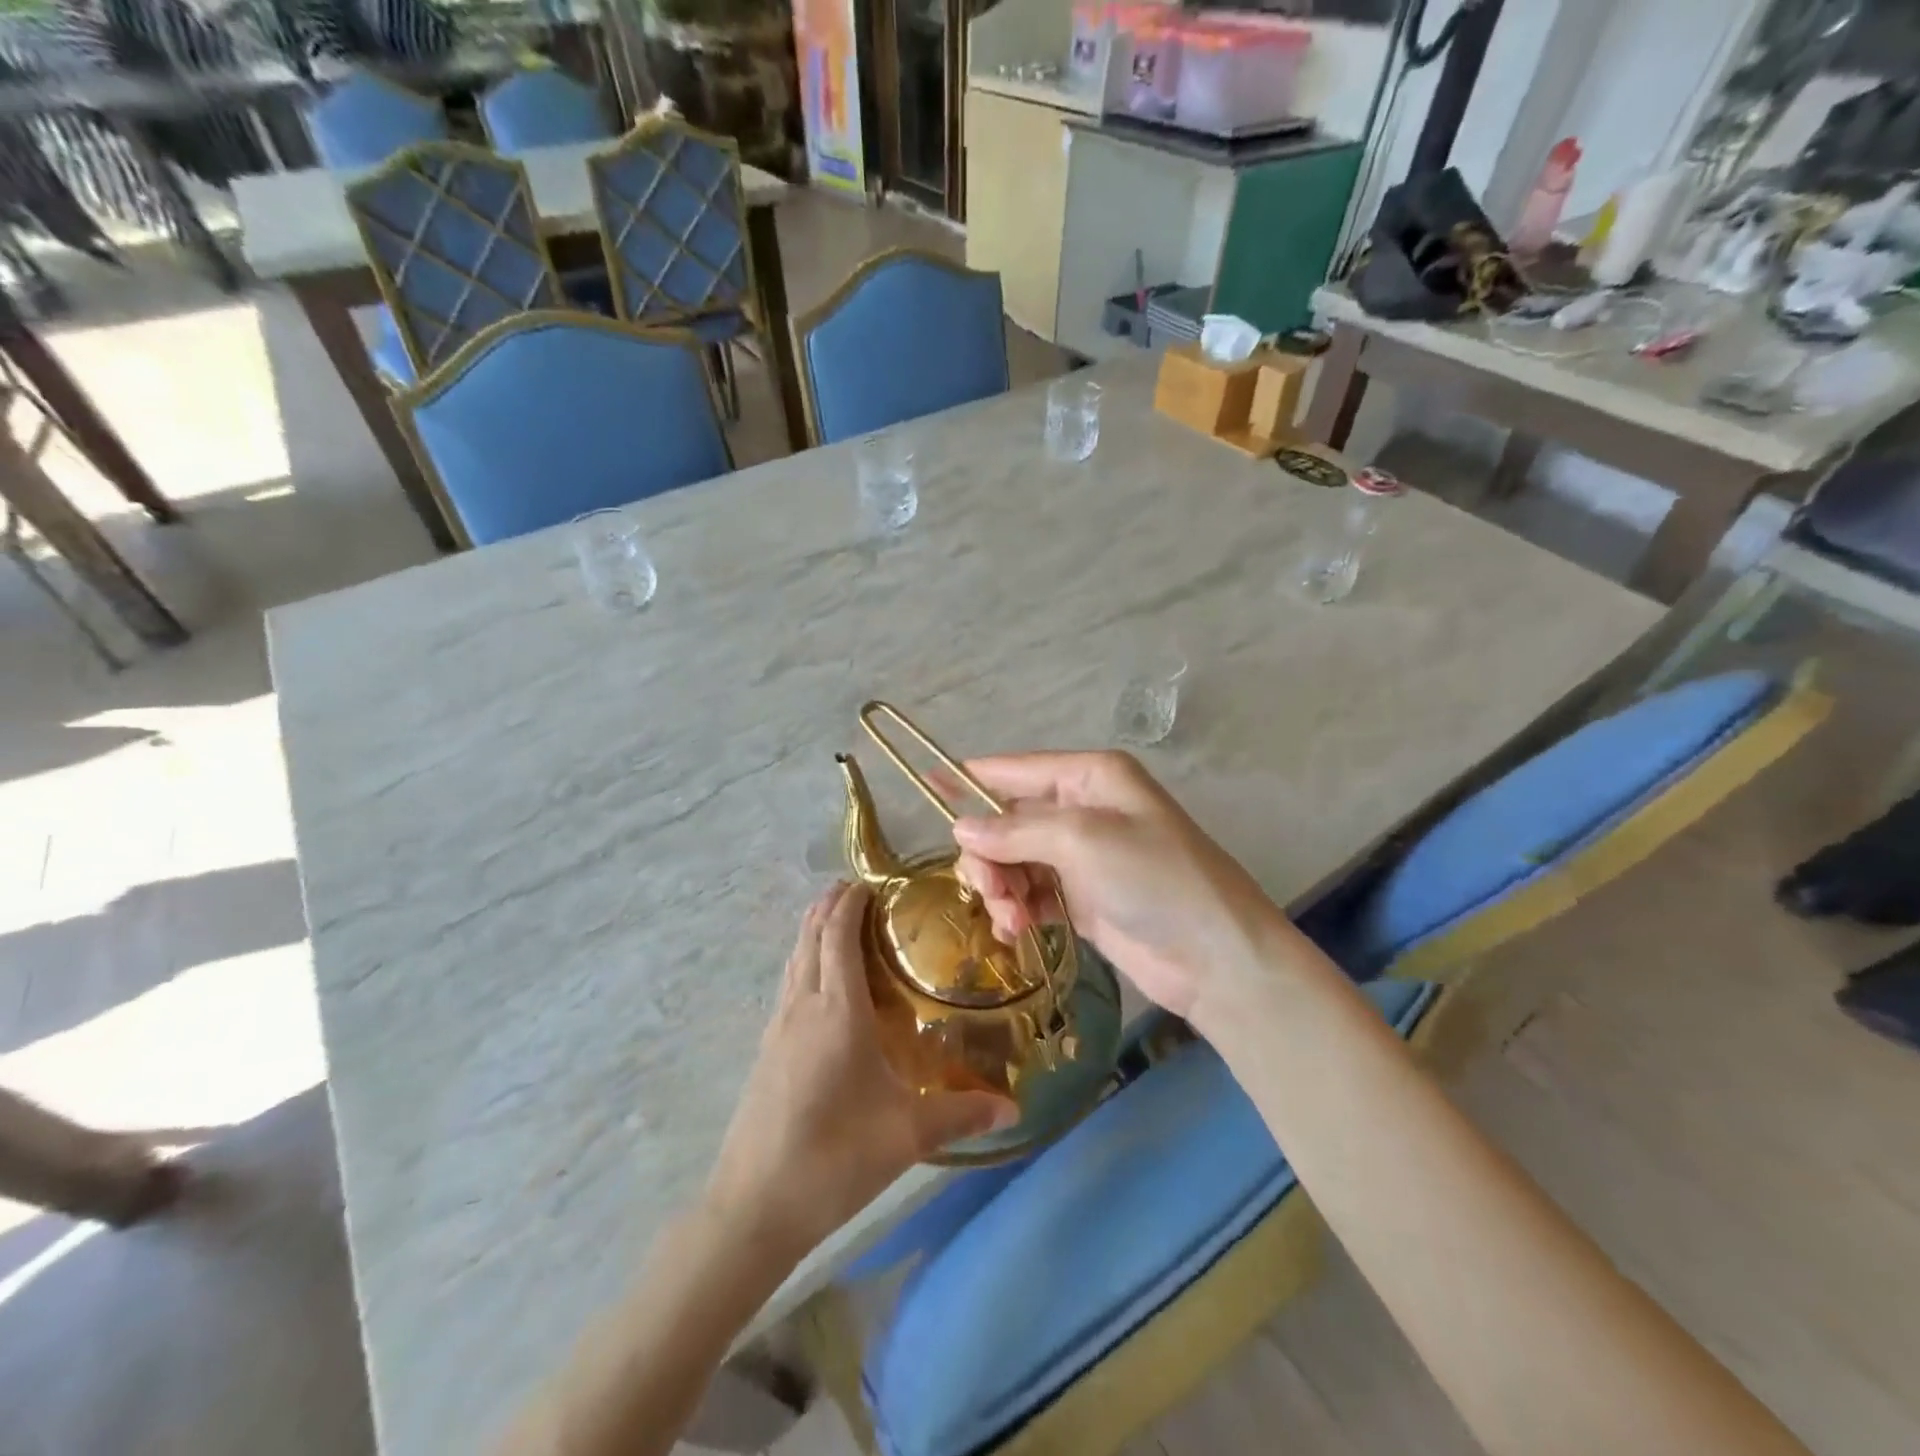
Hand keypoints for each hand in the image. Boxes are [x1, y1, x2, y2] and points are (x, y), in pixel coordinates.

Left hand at [701, 882, 1017, 1261]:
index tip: (871, 880)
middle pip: (811, 937)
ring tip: (836, 918)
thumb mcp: (906, 1135)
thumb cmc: (834, 1158)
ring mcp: (778, 1029)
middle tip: (858, 888)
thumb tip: (1013, 1106)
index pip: (838, 936)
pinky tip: (817, 983)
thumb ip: (961, 1114)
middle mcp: (803, 1007)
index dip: (851, 902)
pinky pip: (788, 985)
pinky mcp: (766, 1052)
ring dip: (813, 930)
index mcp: (837, 1011)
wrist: (752, 1207)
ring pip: (795, 959)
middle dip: (830, 905)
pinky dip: (803, 961)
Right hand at [952, 750, 1291, 1022]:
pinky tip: (1014, 929)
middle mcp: (1083, 810)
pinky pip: (1029, 894)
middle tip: (988, 889)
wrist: (1216, 957)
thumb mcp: (1084, 841)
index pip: (1015, 771)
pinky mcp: (1081, 898)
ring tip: (1008, 918)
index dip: (969, 779)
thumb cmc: (1156, 879)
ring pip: (1013, 861)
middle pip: (1007, 821)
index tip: (926, 789)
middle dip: (989, 854)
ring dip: (1000, 887)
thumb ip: (1016, 832)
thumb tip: (960, 828)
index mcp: (1089, 778)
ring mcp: (1082, 856)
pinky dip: (1016, 909)